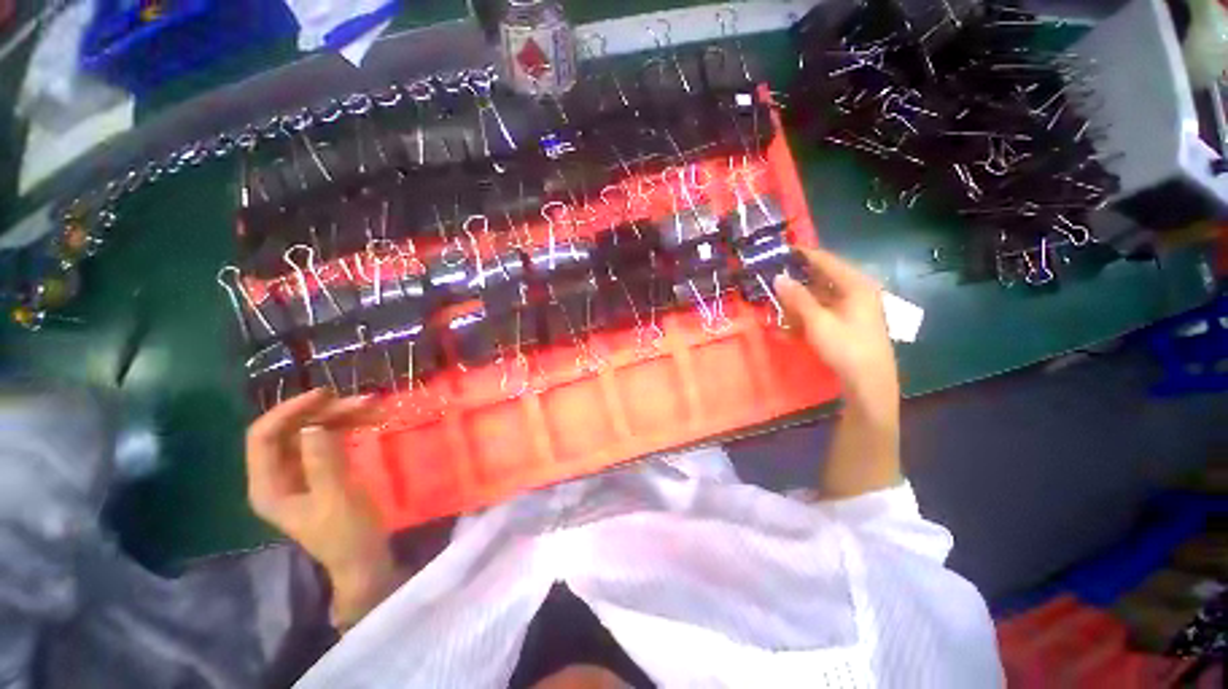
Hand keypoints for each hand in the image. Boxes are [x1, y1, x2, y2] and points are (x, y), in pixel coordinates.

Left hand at [245, 388, 398, 627]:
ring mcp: (300, 472)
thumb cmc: (347, 534)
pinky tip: (370, 420)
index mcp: (268, 485)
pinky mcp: (322, 471)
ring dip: (341, 416)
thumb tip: (313, 425)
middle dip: (325, 412)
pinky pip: (329, 439)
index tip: (326, 395)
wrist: (366, 558)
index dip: (290, 411)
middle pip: (291, 430)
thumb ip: (323, 463)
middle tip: (364, 401)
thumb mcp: (337, 499)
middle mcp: (278, 475)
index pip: (264, 437)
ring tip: (374, 407)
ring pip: (312, 431)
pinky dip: (349, 426)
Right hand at [773, 248, 898, 409]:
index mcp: (856, 284)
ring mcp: (855, 306)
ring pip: (822, 295)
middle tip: (773, 279)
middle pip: (823, 277)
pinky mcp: (850, 321)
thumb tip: (778, 277)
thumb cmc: (845, 346)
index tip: (779, 251)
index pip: (825, 260)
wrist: (869, 380)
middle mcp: (858, 290)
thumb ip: (797, 297)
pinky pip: (825, 309)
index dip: (802, 255)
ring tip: (778, 302)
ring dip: (800, 299)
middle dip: (797, 279)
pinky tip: (791, 322)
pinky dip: (808, 312)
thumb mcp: (817, 321)